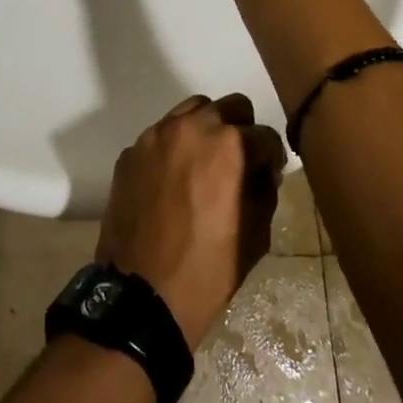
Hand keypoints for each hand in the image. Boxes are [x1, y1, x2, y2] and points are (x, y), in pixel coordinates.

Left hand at [96, 94, 286, 344]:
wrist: (141, 295)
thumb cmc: (207, 270)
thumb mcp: (255, 236)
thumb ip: (264, 190)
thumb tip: (262, 171)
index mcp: (228, 146)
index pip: (265, 135)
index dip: (272, 158)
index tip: (268, 177)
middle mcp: (191, 128)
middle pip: (229, 106)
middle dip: (241, 130)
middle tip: (240, 163)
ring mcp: (155, 136)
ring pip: (191, 111)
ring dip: (205, 130)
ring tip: (205, 165)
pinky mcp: (131, 151)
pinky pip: (161, 136)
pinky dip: (174, 148)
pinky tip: (173, 181)